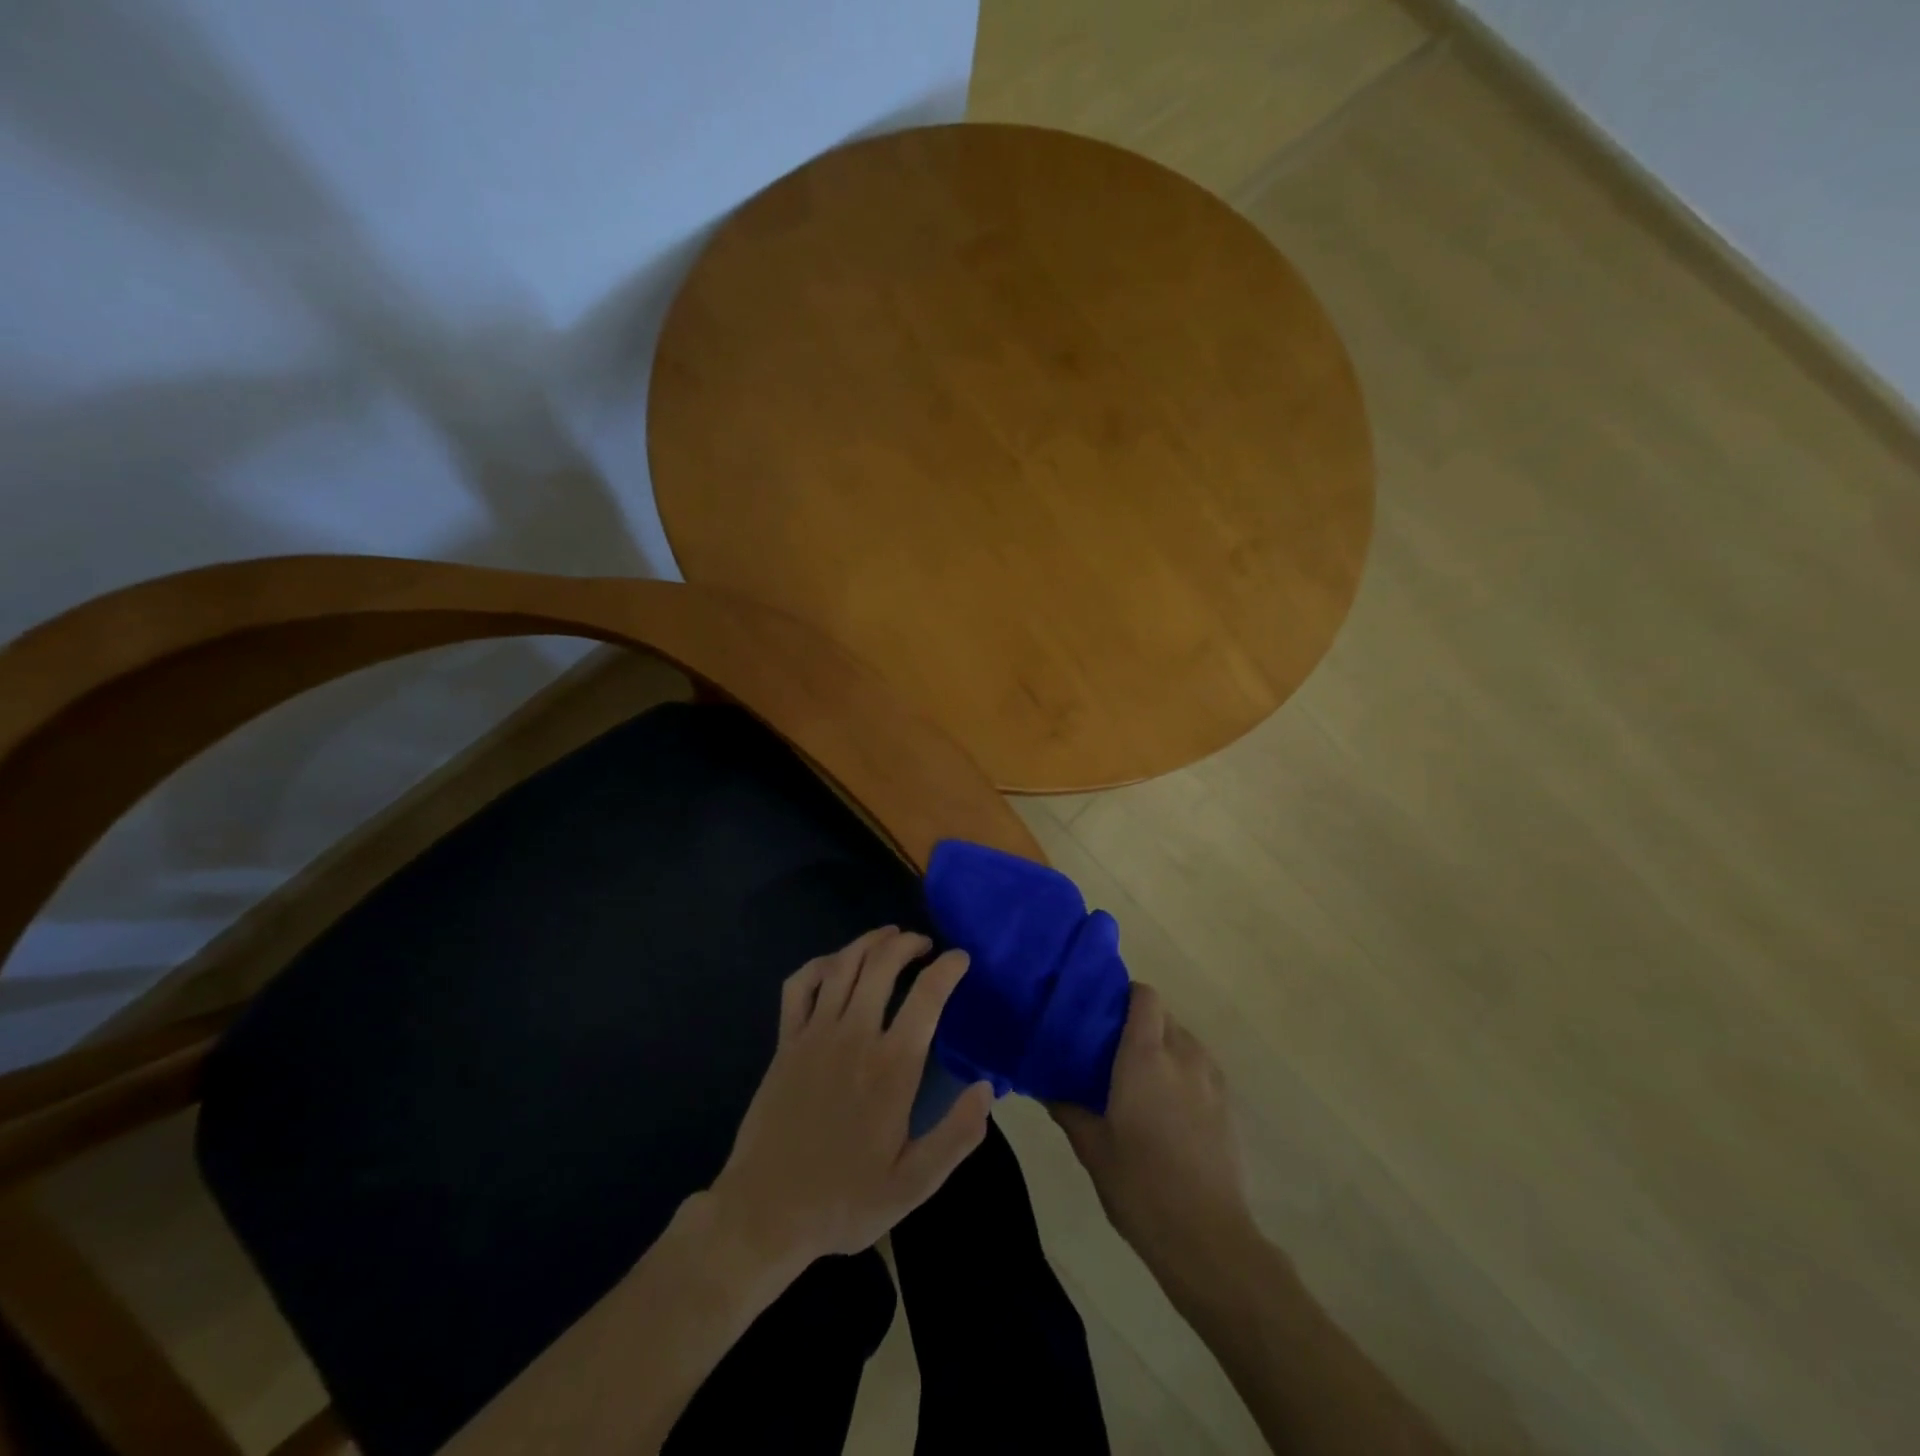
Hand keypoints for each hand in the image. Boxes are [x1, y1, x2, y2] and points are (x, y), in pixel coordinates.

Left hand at [705, 927, 994, 1280]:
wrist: (765, 1213)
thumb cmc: (844, 1200)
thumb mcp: (913, 1184)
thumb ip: (956, 1136)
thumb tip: (987, 1089)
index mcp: (891, 1067)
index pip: (927, 997)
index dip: (948, 968)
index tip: (960, 959)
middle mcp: (854, 1036)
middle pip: (882, 965)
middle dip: (907, 943)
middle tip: (924, 943)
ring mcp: (814, 1034)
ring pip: (844, 966)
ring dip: (869, 942)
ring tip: (889, 936)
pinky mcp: (785, 1042)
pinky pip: (799, 985)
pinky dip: (819, 964)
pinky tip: (834, 964)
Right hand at [1052, 983, 1253, 1271]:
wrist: (1207, 1238)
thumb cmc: (1140, 1186)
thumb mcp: (1092, 1147)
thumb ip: (1068, 1108)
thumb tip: (1045, 1086)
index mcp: (1146, 1056)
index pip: (1144, 996)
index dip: (1124, 995)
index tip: (1101, 1012)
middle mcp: (1183, 1056)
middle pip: (1163, 1016)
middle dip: (1139, 1023)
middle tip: (1110, 1050)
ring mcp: (1211, 1080)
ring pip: (1184, 1041)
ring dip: (1162, 1047)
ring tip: (1138, 1079)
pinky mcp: (1228, 1105)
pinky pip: (1200, 1069)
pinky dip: (1182, 1073)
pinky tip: (1166, 1108)